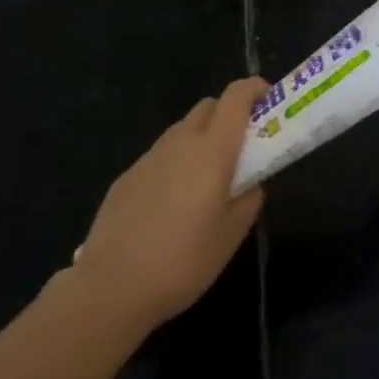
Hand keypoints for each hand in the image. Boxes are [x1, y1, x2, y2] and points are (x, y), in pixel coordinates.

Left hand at [68, 77, 266, 336]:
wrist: (109, 289)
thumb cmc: (182, 261)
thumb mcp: (231, 235)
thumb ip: (249, 199)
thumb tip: (250, 183)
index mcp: (213, 149)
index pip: (237, 96)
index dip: (256, 89)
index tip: (269, 102)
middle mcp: (181, 141)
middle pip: (210, 106)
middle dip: (229, 115)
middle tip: (240, 148)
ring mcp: (150, 157)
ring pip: (183, 130)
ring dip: (201, 140)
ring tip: (204, 182)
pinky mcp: (126, 177)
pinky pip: (160, 156)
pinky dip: (175, 164)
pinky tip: (170, 206)